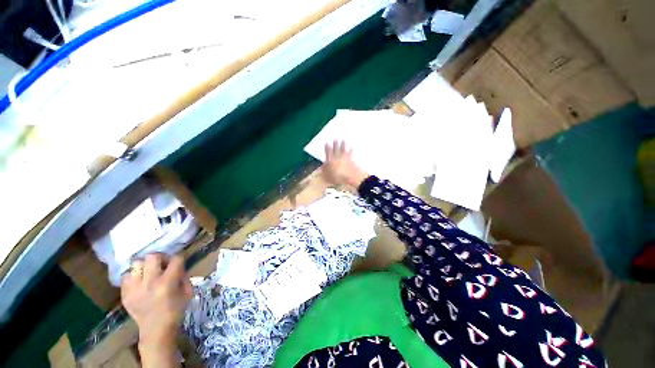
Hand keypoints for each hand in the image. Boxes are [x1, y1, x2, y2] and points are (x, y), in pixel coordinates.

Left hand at [121, 254, 191, 356]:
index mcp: (168, 282)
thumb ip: (183, 276)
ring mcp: (135, 288)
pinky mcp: (125, 294)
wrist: (156, 330)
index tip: (178, 263)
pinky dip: (134, 277)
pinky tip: (139, 283)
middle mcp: (150, 282)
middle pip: (152, 256)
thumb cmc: (175, 310)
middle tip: (162, 265)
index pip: (175, 259)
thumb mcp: (187, 292)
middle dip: (160, 257)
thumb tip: (178, 267)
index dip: (179, 259)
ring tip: (148, 273)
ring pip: (136, 264)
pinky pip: (126, 276)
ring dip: (144, 267)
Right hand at [321, 140, 368, 188]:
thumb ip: (325, 170)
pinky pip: (350, 153)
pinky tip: (352, 146)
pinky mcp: (350, 159)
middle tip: (335, 138)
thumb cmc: (337, 178)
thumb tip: (322, 166)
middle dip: (335, 144)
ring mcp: (343, 158)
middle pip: (335, 150)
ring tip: (343, 140)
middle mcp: (336, 158)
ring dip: (342, 144)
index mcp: (330, 162)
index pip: (328, 153)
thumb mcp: (327, 176)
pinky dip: (351, 150)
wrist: (349, 177)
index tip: (327, 143)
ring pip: (342, 149)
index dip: (327, 148)